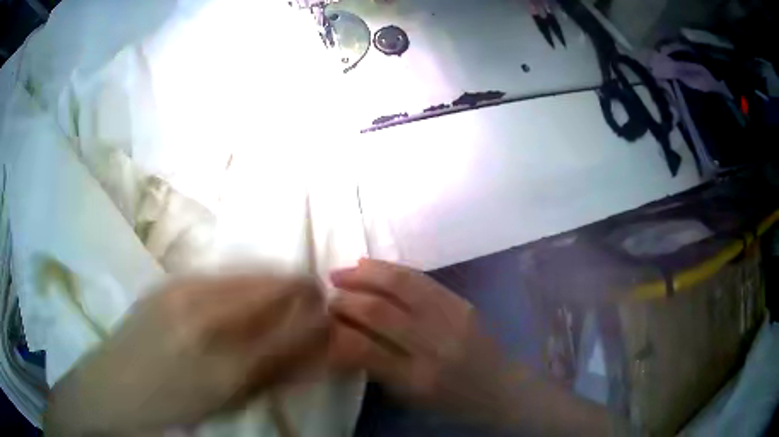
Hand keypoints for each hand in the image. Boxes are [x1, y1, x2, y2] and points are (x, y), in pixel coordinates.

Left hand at [46, 274, 328, 435]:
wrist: (111, 388)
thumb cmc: (172, 407)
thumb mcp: (227, 400)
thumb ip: (274, 371)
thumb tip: (316, 345)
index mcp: (222, 359)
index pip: (288, 322)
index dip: (315, 310)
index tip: (328, 311)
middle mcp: (202, 313)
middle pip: (269, 284)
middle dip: (296, 289)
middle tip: (309, 301)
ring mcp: (180, 289)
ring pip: (244, 272)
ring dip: (269, 282)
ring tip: (277, 299)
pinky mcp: (167, 282)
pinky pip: (219, 273)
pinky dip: (240, 281)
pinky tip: (237, 298)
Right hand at [329, 259, 625, 435]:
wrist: (503, 390)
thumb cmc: (453, 403)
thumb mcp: (410, 397)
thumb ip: (377, 368)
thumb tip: (342, 337)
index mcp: (416, 379)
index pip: (363, 349)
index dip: (335, 331)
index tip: (318, 324)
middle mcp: (433, 346)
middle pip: (379, 311)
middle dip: (345, 300)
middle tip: (325, 298)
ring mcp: (452, 320)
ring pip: (401, 285)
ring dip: (364, 275)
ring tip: (340, 272)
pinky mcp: (463, 304)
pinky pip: (421, 280)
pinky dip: (391, 270)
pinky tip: (371, 266)